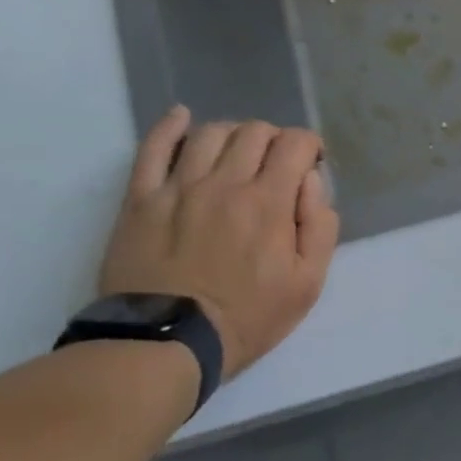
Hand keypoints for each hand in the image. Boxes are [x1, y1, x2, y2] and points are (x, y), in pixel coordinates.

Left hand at [98, 109, 337, 378]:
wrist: (167, 341)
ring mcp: (178, 187)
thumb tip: (311, 182)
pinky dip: (170, 126)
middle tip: (278, 164)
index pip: (294, 144)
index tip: (311, 163)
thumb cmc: (248, 317)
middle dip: (275, 139)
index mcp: (269, 202)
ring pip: (210, 133)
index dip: (309, 145)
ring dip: (233, 134)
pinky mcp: (141, 199)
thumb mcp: (308, 282)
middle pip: (254, 131)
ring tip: (238, 154)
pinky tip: (182, 118)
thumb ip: (320, 226)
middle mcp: (224, 183)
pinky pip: (152, 148)